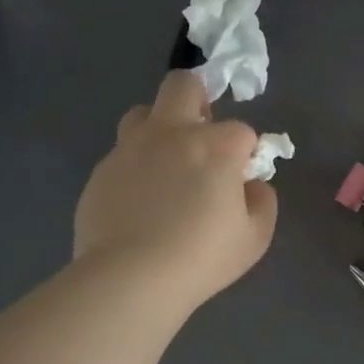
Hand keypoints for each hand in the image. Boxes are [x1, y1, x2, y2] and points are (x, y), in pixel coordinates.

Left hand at [73, 71, 277, 310]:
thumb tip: (252, 185)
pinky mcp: (101, 172)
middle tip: (202, 135)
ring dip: (160, 128)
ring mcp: (130, 150)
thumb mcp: (255, 237)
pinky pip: (122, 156)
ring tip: (167, 165)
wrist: (130, 278)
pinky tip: (140, 202)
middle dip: (198, 99)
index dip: (245, 153)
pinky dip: (136, 168)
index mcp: (214, 146)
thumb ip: (262, 202)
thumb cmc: (202, 257)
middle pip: (183, 85)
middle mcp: (171, 134)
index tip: (242, 180)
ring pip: (143, 113)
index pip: (241, 130)